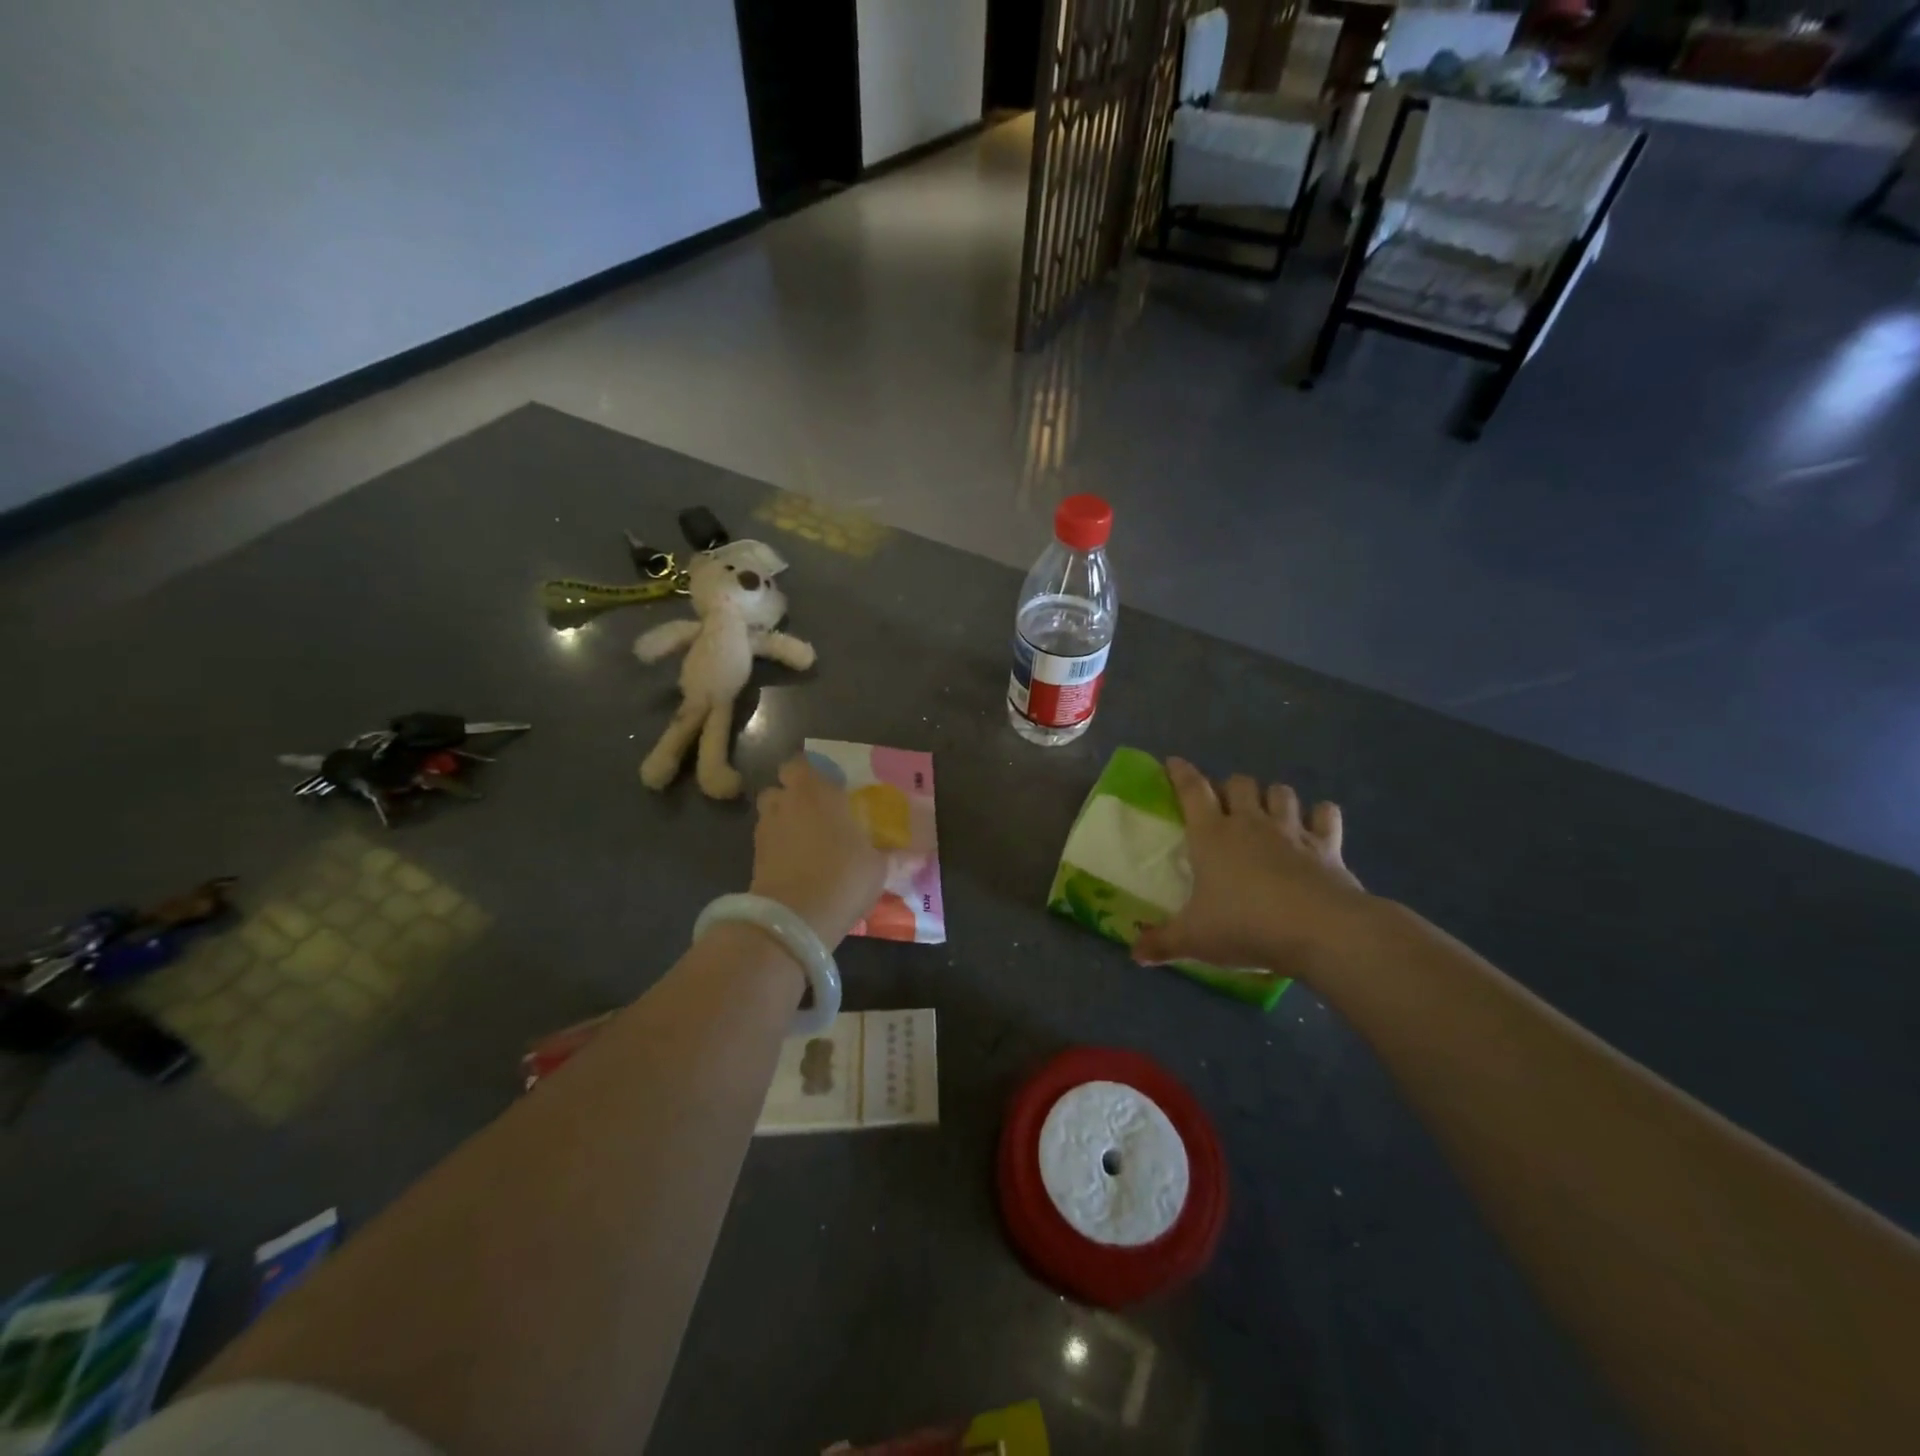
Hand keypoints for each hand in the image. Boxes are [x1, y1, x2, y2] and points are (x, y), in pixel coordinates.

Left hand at [751, 757, 886, 948]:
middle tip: (817, 814)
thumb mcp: (877, 866)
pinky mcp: (754, 859)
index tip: (827, 787)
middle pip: (779, 789)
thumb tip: (918, 854)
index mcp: (816, 793)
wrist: (795, 919)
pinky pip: (767, 844)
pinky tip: (798, 866)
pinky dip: (778, 849)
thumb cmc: (843, 876)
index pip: (799, 764)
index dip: (809, 773)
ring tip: (806, 842)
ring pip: (770, 816)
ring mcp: (765, 832)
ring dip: (783, 822)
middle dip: (792, 797)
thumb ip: (889, 854)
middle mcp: (786, 804)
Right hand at [1134, 758, 1372, 977]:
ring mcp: (1291, 831)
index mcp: (1211, 835)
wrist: (1320, 931)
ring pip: (1281, 792)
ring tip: (1268, 812)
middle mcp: (1249, 823)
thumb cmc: (1245, 926)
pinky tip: (1316, 825)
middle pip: (1239, 783)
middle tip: (1225, 806)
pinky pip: (1325, 815)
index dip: (1181, 773)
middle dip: (1230, 787)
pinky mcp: (1326, 845)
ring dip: (1272, 797)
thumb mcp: (1195, 940)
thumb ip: (1163, 943)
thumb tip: (1135, 954)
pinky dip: (1320, 816)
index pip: (1191, 790)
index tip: (1173, 763)